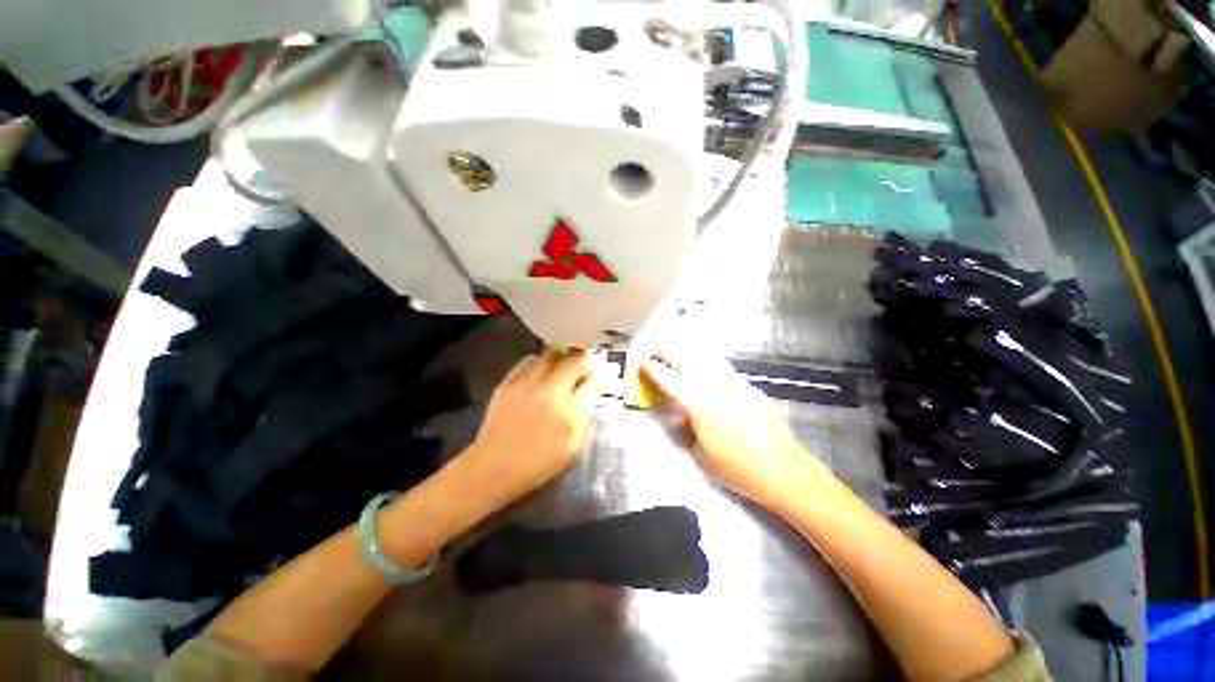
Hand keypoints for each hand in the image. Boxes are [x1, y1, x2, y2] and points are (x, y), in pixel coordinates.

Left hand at [464, 348, 595, 509]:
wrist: (493, 467)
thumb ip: (585, 421)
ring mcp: (527, 385)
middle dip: (582, 361)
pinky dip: (537, 364)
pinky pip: (528, 361)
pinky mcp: (508, 383)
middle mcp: (550, 392)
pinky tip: (538, 374)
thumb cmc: (537, 465)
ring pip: (551, 356)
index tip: (592, 379)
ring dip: (560, 360)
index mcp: (569, 413)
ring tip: (559, 368)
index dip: (594, 378)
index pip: (590, 382)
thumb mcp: (572, 450)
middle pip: (574, 361)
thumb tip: (590, 396)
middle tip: (580, 368)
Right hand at [642, 348, 814, 504]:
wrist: (784, 471)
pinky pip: (721, 369)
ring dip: (686, 351)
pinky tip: (703, 372)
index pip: (669, 379)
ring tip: (675, 353)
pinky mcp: (748, 387)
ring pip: (705, 356)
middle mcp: (715, 387)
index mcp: (699, 405)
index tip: (641, 361)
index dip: (652, 368)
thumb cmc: (737, 470)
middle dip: (666, 349)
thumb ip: (686, 428)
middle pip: (686, 357)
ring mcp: (734, 383)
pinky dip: (705, 364)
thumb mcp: (700, 455)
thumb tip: (681, 414)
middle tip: (655, 350)